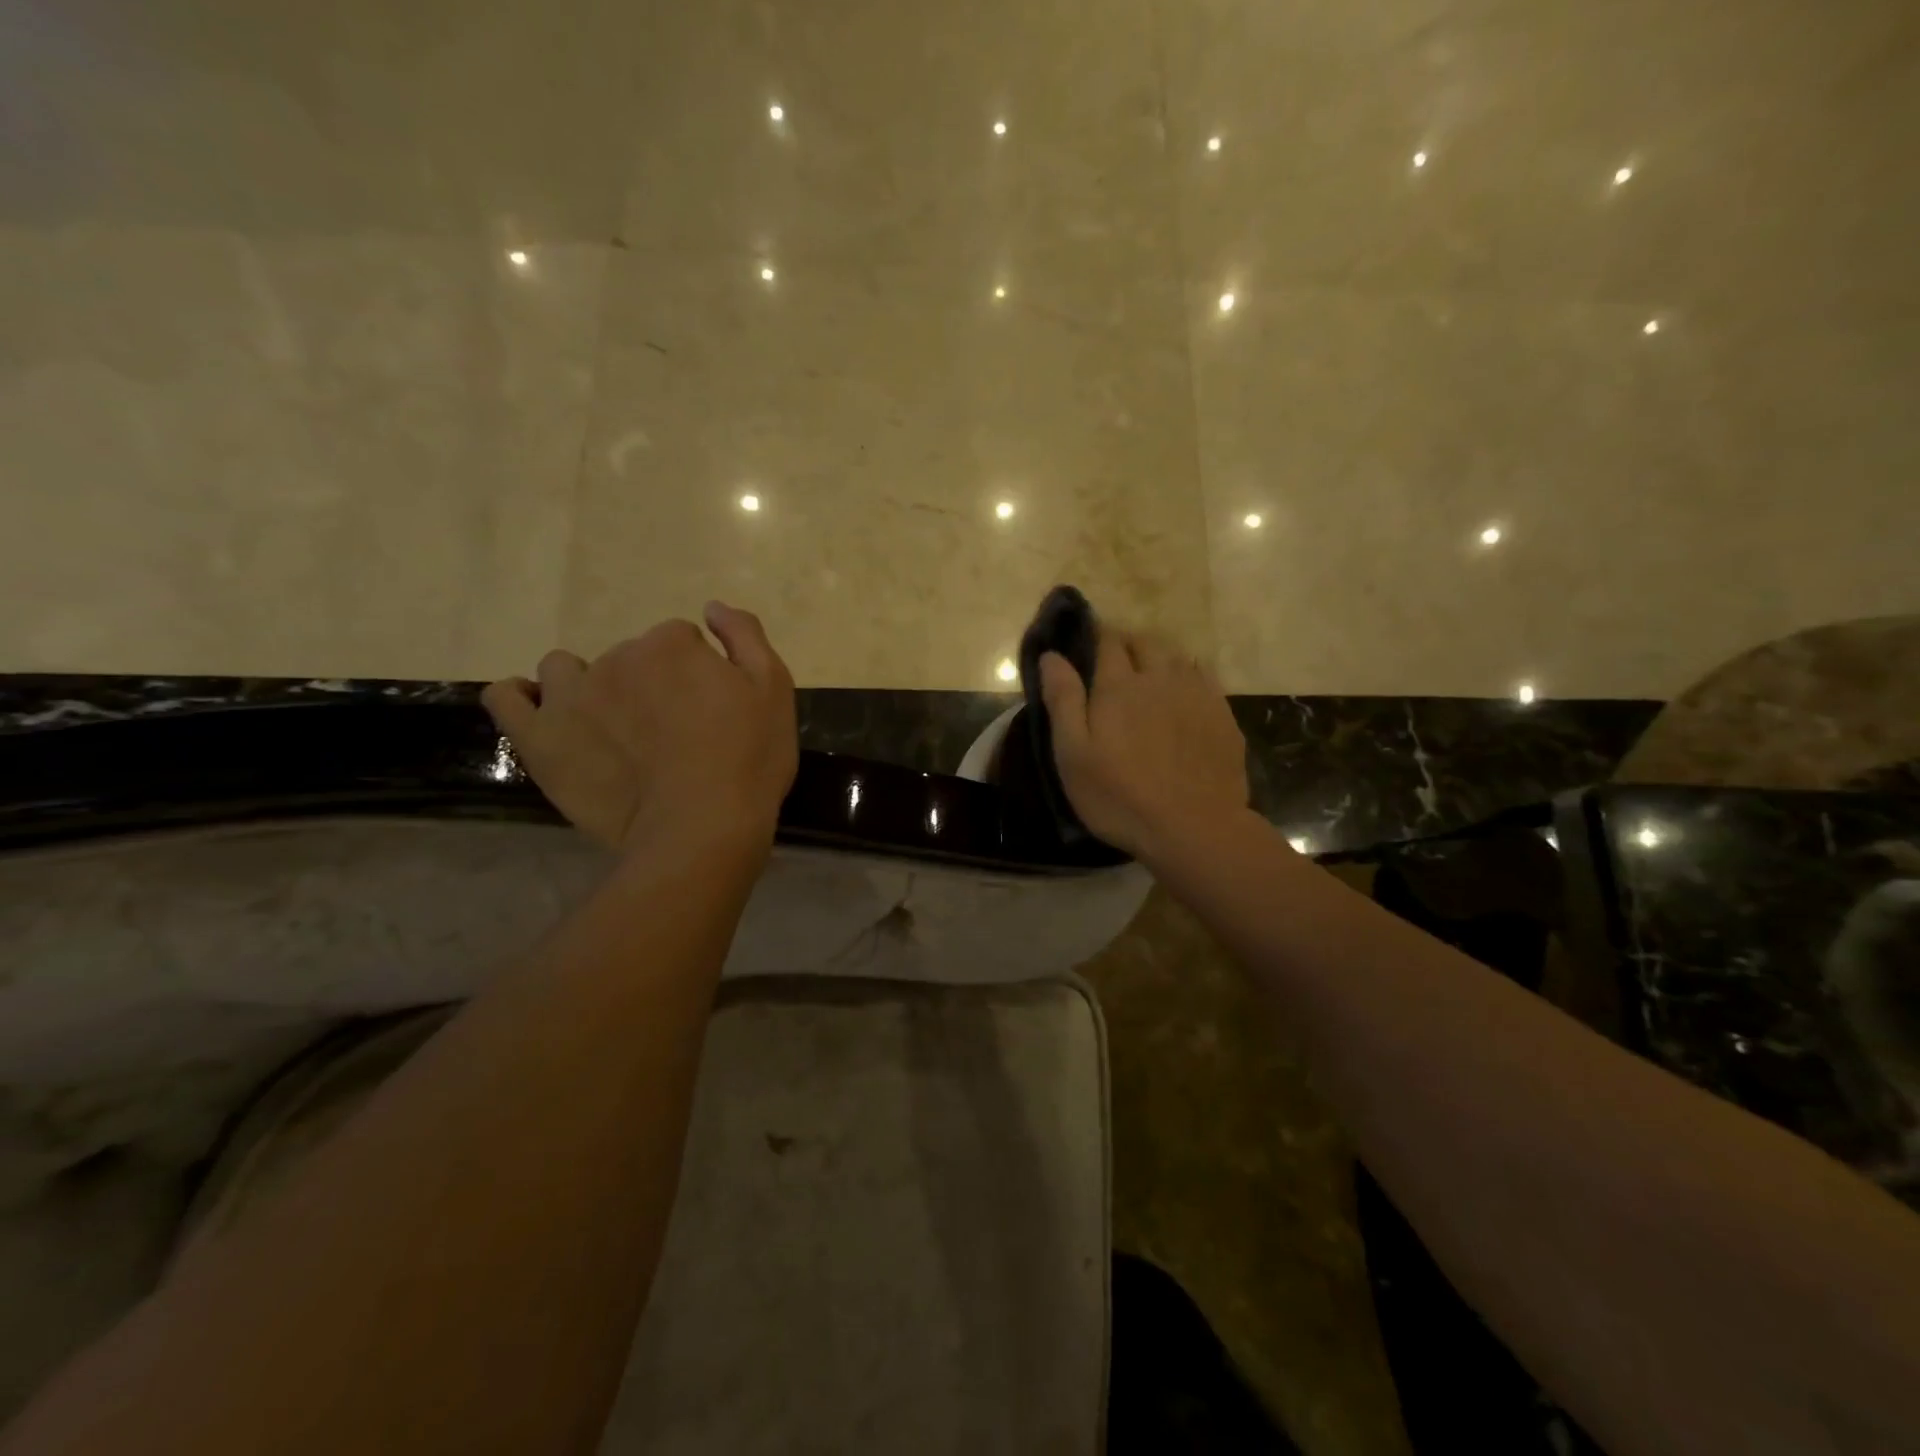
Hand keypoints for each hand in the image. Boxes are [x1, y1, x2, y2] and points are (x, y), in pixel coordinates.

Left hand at [483, 602, 797, 855]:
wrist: (702, 828)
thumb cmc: (748, 759)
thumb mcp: (774, 690)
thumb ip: (745, 637)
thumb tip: (712, 607)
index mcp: (671, 645)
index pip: (681, 641)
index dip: (698, 674)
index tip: (709, 710)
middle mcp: (616, 659)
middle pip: (628, 656)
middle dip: (649, 683)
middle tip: (671, 733)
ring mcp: (571, 698)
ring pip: (565, 670)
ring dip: (585, 686)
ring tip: (609, 728)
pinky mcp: (540, 740)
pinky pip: (506, 699)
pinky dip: (520, 698)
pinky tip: (542, 715)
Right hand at [1038, 630, 1248, 860]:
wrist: (1195, 828)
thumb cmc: (1120, 796)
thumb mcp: (1073, 754)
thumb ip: (1063, 700)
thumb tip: (1051, 654)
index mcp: (1119, 685)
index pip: (1107, 641)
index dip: (1095, 635)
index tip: (1085, 641)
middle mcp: (1160, 678)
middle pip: (1145, 642)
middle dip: (1127, 643)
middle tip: (1113, 662)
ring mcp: (1197, 694)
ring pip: (1176, 656)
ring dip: (1158, 657)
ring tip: (1147, 675)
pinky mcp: (1222, 715)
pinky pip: (1204, 678)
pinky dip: (1188, 675)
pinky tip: (1183, 693)